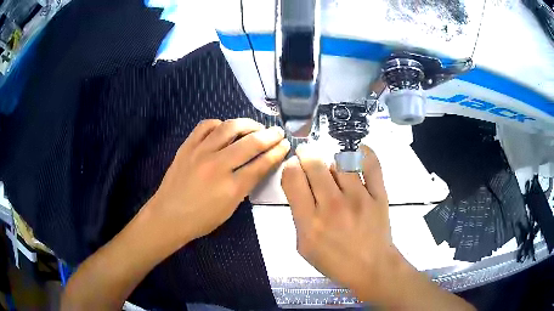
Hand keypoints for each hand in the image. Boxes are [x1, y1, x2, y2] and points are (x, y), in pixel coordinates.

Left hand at [152, 118, 289, 244]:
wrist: (168, 215)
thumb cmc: (201, 219)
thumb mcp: (230, 209)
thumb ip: (245, 186)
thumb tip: (259, 166)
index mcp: (231, 187)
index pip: (261, 164)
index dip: (277, 152)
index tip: (285, 144)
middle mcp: (218, 165)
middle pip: (250, 143)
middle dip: (270, 135)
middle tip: (278, 132)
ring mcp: (200, 152)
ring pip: (229, 127)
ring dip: (247, 124)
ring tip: (255, 126)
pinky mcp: (187, 146)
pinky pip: (205, 126)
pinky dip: (219, 123)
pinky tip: (225, 128)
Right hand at [281, 144, 396, 300]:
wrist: (372, 267)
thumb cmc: (335, 261)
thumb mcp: (304, 247)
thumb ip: (299, 216)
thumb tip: (300, 186)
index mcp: (310, 222)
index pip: (293, 178)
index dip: (290, 167)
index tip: (294, 168)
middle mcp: (333, 206)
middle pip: (314, 164)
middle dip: (306, 155)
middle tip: (307, 156)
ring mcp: (359, 198)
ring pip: (340, 161)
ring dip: (331, 160)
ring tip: (332, 167)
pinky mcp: (379, 195)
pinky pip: (371, 164)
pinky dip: (364, 153)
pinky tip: (357, 152)